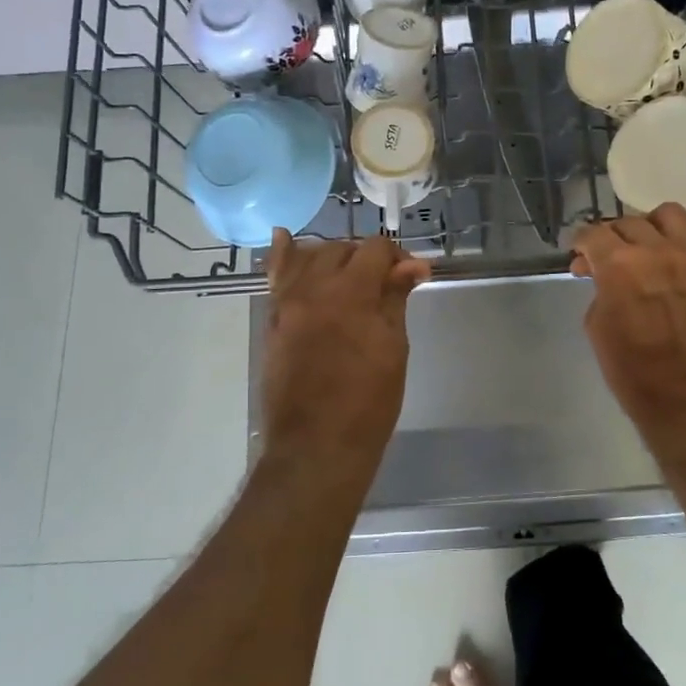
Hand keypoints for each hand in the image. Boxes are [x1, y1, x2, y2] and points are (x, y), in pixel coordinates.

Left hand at [259, 230, 428, 467]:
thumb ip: (395, 299)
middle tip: (384, 283)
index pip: (374, 249)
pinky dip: (284, 257)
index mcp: (350, 293)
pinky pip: (276, 278)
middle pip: (340, 249)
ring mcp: (286, 304)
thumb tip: (413, 266)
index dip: (396, 256)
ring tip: (348, 272)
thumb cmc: (368, 402)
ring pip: (307, 257)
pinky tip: (284, 239)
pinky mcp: (272, 321)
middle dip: (365, 258)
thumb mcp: (394, 348)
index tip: (410, 276)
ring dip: (331, 258)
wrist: (316, 446)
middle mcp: (312, 288)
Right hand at [570, 205, 685, 435]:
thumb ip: (600, 293)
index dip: (580, 243)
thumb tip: (603, 280)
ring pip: (665, 215)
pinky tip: (670, 258)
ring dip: (647, 227)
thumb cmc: (638, 377)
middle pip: (626, 223)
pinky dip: (677, 238)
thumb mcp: (600, 332)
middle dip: (610, 237)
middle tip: (604, 260)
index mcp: (618, 264)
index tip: (578, 256)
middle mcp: (655, 249)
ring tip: (642, 248)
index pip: (592, 234)